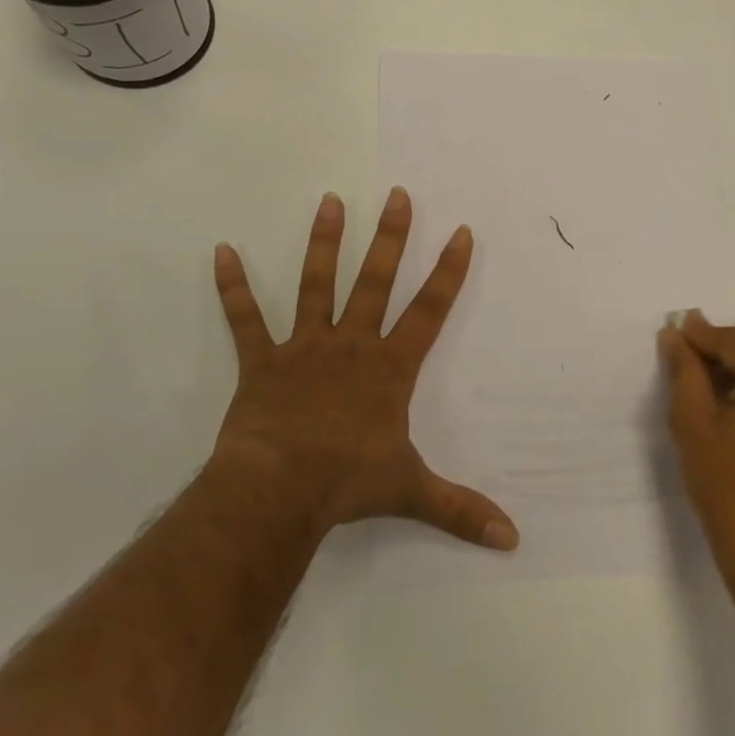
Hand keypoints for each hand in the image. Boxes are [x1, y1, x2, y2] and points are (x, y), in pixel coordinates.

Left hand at [207, 188, 518, 551]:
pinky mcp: (262, 361)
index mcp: (389, 367)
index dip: (448, 272)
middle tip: (398, 195)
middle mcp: (352, 345)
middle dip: (391, 237)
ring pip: (317, 285)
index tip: (461, 233)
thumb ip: (461, 510)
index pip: (429, 310)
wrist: (278, 490)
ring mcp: (304, 347)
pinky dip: (233, 287)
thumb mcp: (412, 492)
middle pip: (376, 281)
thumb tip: (512, 539)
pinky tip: (222, 251)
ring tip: (330, 201)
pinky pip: (245, 319)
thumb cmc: (348, 482)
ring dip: (324, 243)